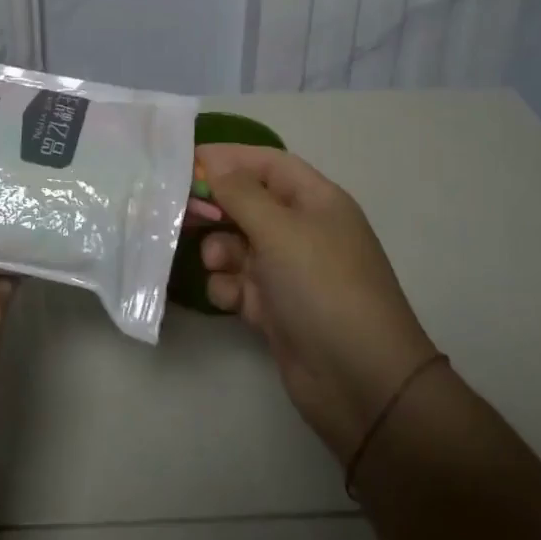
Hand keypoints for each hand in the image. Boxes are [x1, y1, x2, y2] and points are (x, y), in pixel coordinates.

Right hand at [197, 144, 439, 465]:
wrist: (361, 381)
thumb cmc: (322, 287)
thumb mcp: (280, 230)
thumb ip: (241, 193)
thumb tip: (214, 163)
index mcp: (316, 201)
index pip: (268, 164)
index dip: (229, 158)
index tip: (186, 161)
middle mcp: (303, 231)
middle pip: (250, 203)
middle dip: (216, 205)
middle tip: (179, 211)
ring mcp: (290, 272)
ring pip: (240, 245)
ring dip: (219, 249)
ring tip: (215, 263)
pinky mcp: (277, 309)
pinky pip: (241, 284)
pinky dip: (228, 286)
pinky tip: (229, 298)